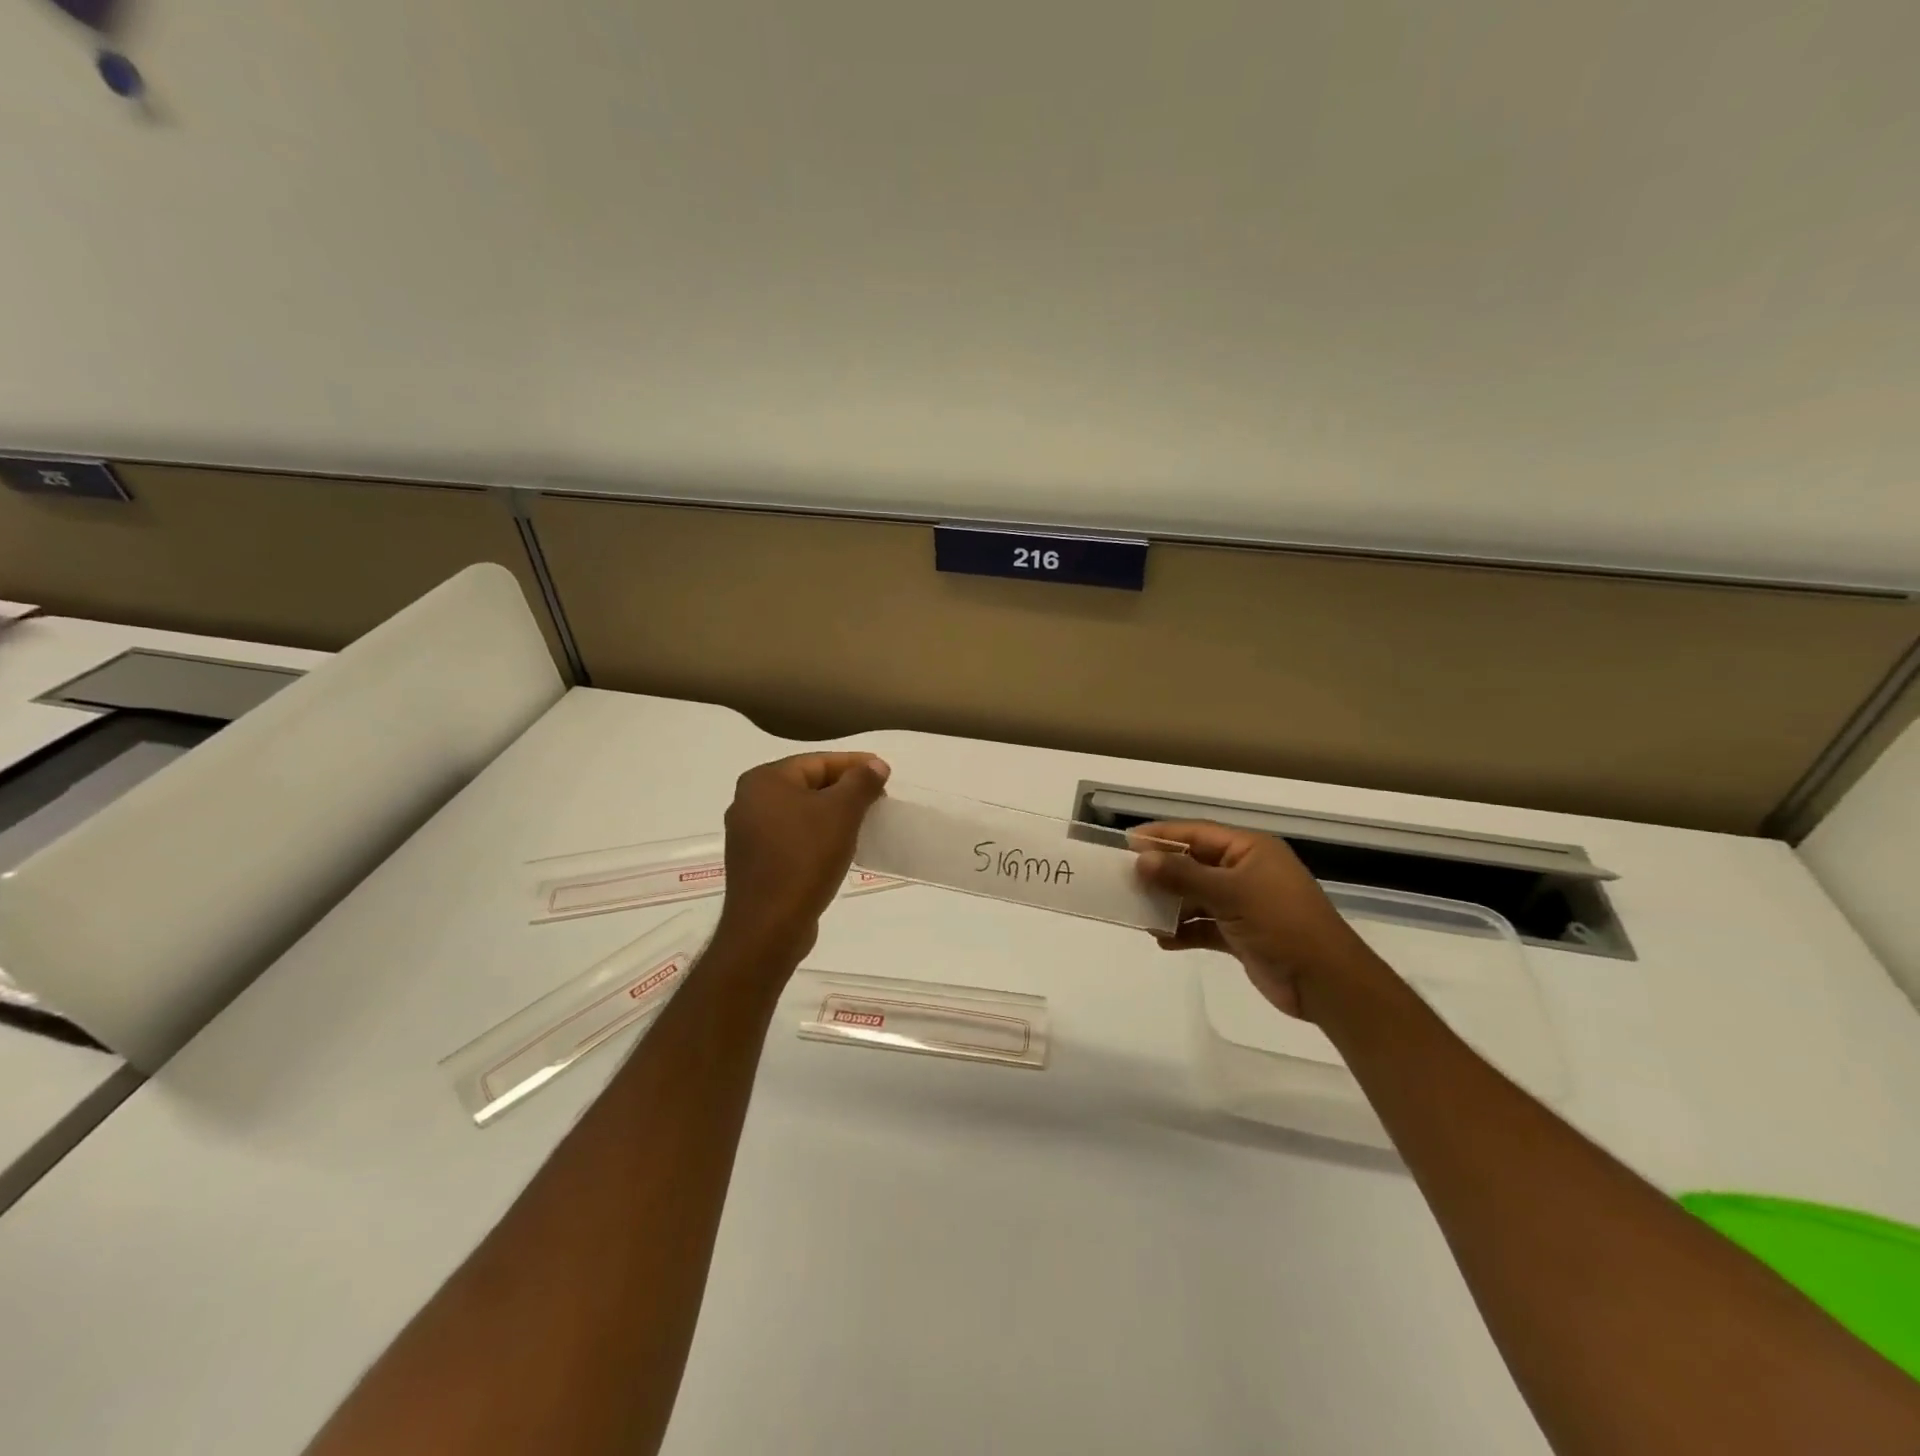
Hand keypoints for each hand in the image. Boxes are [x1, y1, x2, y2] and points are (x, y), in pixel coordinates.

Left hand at [714, 752, 890, 966]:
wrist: (769, 926)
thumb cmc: (805, 858)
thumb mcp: (842, 813)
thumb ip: (861, 782)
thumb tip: (876, 765)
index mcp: (763, 781)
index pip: (817, 761)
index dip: (854, 764)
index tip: (884, 772)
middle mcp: (749, 802)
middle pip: (807, 784)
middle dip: (845, 789)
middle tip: (878, 797)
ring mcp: (749, 835)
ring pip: (801, 812)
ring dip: (833, 814)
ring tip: (865, 821)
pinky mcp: (756, 863)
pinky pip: (793, 837)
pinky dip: (818, 836)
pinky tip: (840, 847)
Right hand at [1134, 822, 1388, 1021]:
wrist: (1326, 983)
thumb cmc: (1282, 924)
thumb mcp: (1231, 893)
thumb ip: (1184, 876)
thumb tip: (1142, 859)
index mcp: (1250, 850)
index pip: (1197, 833)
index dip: (1162, 836)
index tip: (1127, 843)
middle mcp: (1246, 872)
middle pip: (1193, 864)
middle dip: (1161, 872)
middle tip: (1125, 879)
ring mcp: (1244, 904)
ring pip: (1196, 896)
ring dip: (1169, 905)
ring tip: (1139, 913)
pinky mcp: (1241, 934)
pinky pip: (1203, 926)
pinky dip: (1184, 931)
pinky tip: (1162, 939)